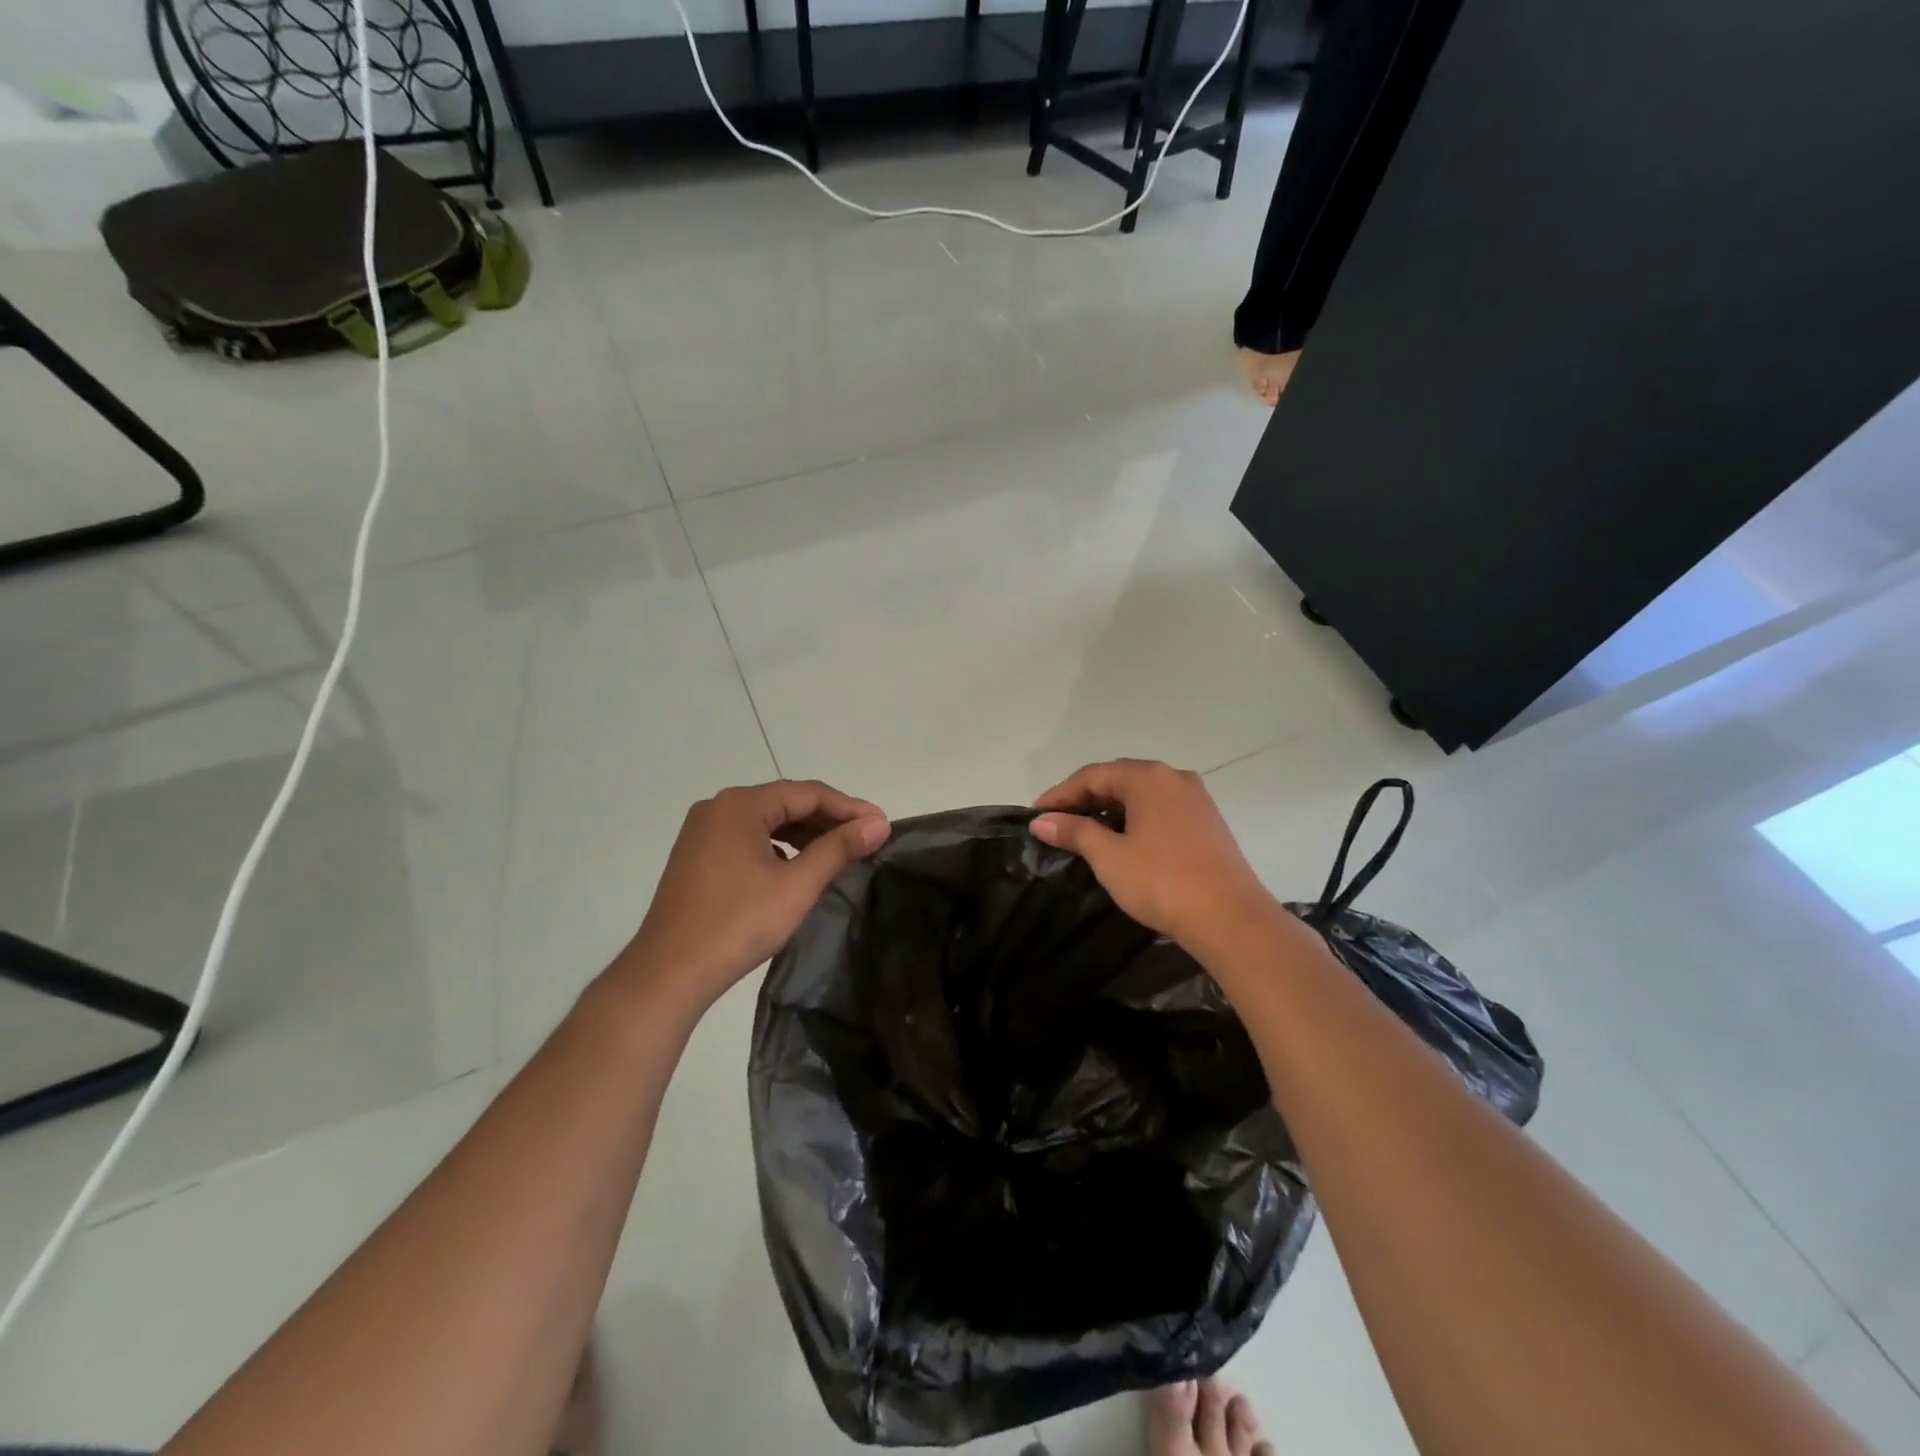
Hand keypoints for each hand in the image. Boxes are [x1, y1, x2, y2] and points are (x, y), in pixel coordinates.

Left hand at [616, 780, 888, 1015]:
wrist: (668, 973)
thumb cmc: (738, 924)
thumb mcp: (797, 885)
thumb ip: (839, 848)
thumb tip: (879, 823)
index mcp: (740, 805)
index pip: (808, 793)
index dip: (849, 807)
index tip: (882, 824)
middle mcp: (718, 808)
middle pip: (785, 803)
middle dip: (828, 820)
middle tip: (865, 839)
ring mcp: (702, 833)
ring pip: (766, 823)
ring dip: (804, 835)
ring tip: (838, 853)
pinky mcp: (696, 857)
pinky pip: (747, 840)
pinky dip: (778, 848)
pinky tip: (796, 869)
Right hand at [1031, 759, 1276, 953]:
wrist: (1231, 919)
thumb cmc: (1162, 882)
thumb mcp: (1109, 857)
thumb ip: (1074, 831)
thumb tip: (1042, 821)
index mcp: (1149, 777)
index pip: (1093, 775)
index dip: (1060, 794)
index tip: (1036, 815)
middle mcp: (1174, 778)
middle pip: (1119, 779)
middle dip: (1085, 799)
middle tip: (1057, 823)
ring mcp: (1196, 799)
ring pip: (1141, 795)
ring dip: (1110, 809)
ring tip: (1085, 833)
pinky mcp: (1208, 823)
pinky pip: (1160, 810)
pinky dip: (1135, 819)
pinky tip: (1123, 841)